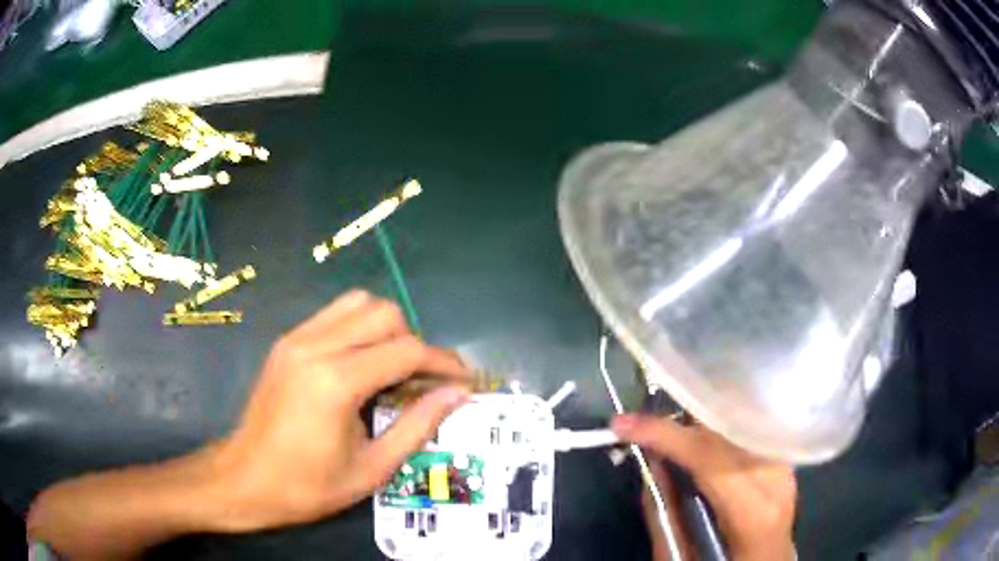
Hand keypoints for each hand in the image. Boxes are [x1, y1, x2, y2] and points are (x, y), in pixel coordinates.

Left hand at [208, 290, 470, 530]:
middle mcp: (315, 347)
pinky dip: (359, 328)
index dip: (443, 363)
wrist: (245, 479)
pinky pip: (334, 314)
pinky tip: (360, 364)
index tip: (463, 381)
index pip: (406, 350)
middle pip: (385, 313)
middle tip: (421, 381)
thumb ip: (418, 426)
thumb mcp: (372, 469)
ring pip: (359, 303)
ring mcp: (296, 339)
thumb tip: (457, 395)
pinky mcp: (286, 341)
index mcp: (336, 382)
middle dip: (415, 342)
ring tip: (391, 369)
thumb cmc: (308, 486)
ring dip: (386, 329)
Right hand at [612, 415, 796, 560]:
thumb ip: (663, 514)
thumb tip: (649, 463)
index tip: (624, 423)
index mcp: (753, 512)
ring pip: (739, 423)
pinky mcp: (784, 462)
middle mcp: (777, 478)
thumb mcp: (681, 556)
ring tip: (669, 430)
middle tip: (643, 424)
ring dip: (700, 421)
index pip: (709, 458)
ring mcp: (785, 466)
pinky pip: (747, 432)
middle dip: (683, 420)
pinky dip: (719, 429)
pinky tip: (700, 435)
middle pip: (727, 431)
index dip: (665, 435)